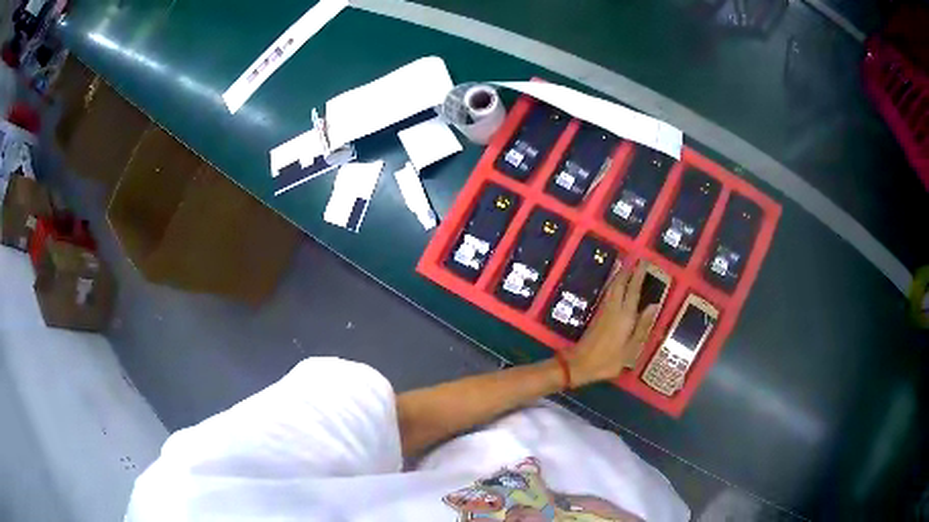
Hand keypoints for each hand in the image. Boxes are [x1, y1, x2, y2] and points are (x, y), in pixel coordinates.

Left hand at [567, 264, 658, 386]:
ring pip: (612, 288)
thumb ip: (642, 326)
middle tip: (635, 260)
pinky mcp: (597, 316)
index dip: (639, 275)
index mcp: (625, 315)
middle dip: (628, 271)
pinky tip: (615, 286)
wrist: (579, 364)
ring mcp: (604, 311)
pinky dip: (614, 285)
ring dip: (619, 276)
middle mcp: (614, 309)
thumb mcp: (631, 348)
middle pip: (620, 284)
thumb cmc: (608, 360)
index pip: (633, 290)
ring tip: (626, 267)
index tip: (644, 262)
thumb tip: (654, 304)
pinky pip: (608, 294)